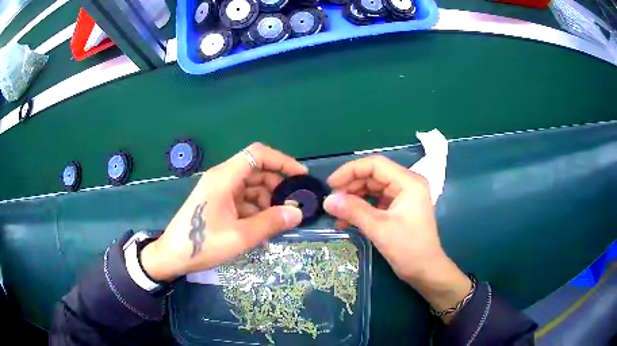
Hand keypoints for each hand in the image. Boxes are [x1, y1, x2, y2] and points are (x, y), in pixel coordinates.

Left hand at [140, 143, 306, 280]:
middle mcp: (221, 178)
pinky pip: (242, 200)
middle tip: (293, 206)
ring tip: (279, 222)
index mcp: (224, 178)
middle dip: (277, 186)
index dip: (282, 161)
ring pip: (250, 187)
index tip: (300, 176)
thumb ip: (271, 222)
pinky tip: (263, 230)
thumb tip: (298, 213)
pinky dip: (255, 211)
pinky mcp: (217, 202)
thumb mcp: (240, 236)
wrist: (171, 256)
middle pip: (256, 171)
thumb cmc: (202, 244)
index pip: (257, 154)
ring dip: (267, 201)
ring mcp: (218, 191)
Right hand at [323, 155, 470, 321]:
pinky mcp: (399, 209)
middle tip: (332, 202)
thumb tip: (327, 201)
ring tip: (337, 212)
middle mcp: (407, 184)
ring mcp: (403, 196)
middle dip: (351, 187)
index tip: (331, 185)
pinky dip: (361, 208)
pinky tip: (347, 220)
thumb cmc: (409, 249)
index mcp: (408, 182)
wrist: (426, 271)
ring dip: (354, 198)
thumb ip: (353, 211)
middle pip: (373, 175)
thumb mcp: (379, 229)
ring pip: (373, 188)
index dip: (350, 171)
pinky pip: (376, 201)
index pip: (375, 165)